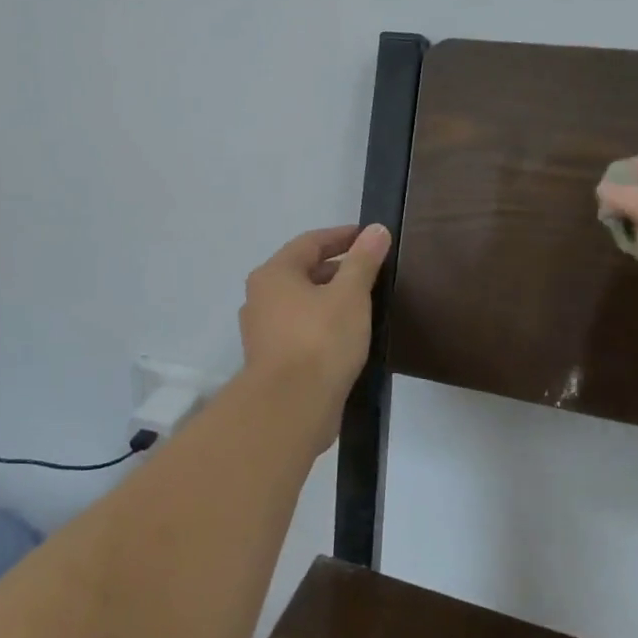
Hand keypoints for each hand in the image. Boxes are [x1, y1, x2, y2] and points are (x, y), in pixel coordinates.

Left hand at [237, 224, 391, 451]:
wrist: (290, 408)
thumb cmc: (320, 340)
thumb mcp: (350, 295)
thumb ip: (363, 260)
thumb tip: (376, 230)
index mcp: (274, 274)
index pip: (310, 242)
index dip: (342, 236)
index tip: (370, 237)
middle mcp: (261, 297)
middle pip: (303, 271)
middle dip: (338, 268)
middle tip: (372, 271)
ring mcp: (263, 331)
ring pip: (302, 303)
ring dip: (330, 298)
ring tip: (365, 303)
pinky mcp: (272, 360)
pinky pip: (301, 330)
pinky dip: (323, 325)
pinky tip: (348, 336)